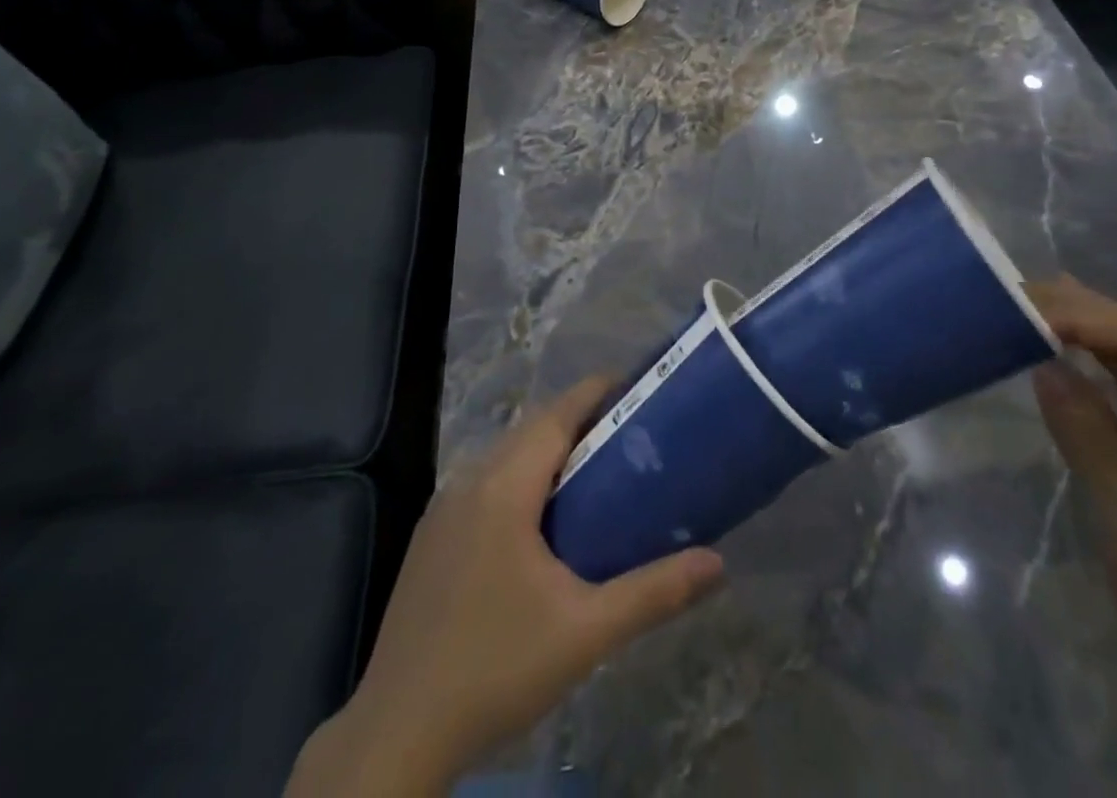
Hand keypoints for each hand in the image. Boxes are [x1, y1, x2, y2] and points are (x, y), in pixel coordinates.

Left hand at [287, 378, 724, 797]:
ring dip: (549, 450)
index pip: (557, 414)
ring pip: (506, 456)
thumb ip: (654, 592)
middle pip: (532, 429)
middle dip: (580, 420)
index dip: (596, 391)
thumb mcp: (586, 632)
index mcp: (504, 487)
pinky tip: (541, 518)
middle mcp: (470, 480)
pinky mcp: (432, 536)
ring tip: (596, 468)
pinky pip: (485, 482)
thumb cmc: (497, 669)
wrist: (397, 732)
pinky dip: (521, 477)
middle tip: (630, 430)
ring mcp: (444, 508)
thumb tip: (719, 564)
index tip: (636, 384)